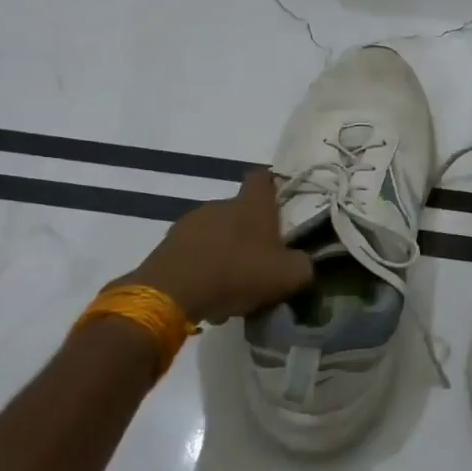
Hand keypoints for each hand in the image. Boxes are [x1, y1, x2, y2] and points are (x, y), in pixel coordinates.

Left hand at [120, 169, 312, 324]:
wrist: (173, 291)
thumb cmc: (238, 273)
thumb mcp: (288, 276)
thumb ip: (303, 265)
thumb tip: (303, 263)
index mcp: (252, 205)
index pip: (262, 178)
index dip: (272, 187)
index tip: (278, 204)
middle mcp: (221, 204)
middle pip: (239, 210)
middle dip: (249, 232)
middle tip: (259, 261)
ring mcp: (191, 222)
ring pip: (216, 232)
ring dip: (224, 251)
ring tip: (231, 285)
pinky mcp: (168, 243)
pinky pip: (193, 251)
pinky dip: (202, 266)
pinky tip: (207, 292)